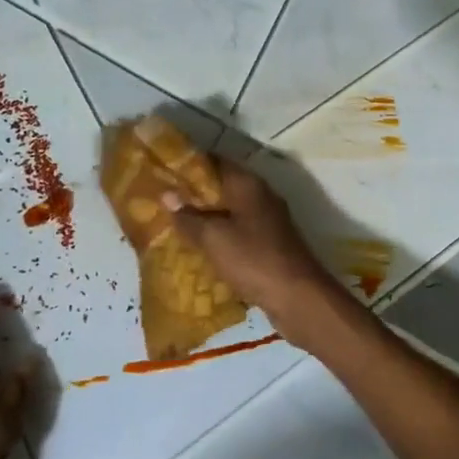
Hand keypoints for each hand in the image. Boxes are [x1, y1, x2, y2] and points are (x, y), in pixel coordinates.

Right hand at [164, 157, 336, 334]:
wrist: (297, 297)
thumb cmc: (254, 259)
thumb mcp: (214, 238)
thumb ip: (189, 216)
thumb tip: (167, 195)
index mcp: (248, 184)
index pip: (214, 161)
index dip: (187, 164)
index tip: (161, 170)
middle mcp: (260, 196)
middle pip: (222, 187)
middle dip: (193, 194)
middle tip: (161, 201)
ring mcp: (268, 220)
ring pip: (229, 211)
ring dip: (205, 217)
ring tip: (172, 224)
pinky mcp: (269, 243)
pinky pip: (237, 232)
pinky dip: (219, 236)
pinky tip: (199, 248)